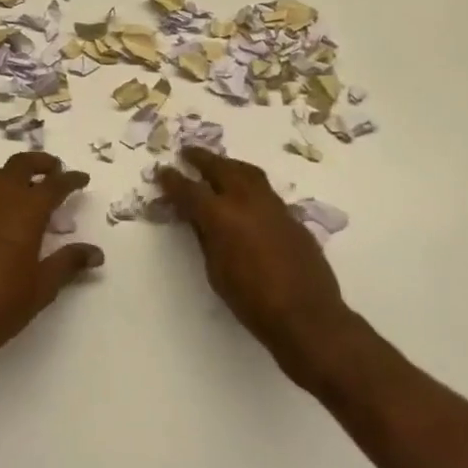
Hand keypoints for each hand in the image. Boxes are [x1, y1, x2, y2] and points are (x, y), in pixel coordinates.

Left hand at [0, 152, 102, 374]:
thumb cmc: (2, 304)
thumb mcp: (43, 286)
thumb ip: (69, 262)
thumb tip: (95, 252)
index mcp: (25, 213)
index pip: (53, 185)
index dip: (70, 179)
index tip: (82, 178)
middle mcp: (0, 203)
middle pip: (19, 165)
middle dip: (40, 162)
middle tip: (56, 170)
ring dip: (16, 173)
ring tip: (32, 187)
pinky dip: (1, 191)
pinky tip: (8, 214)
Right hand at [157, 149, 366, 390]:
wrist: (306, 315)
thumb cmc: (251, 301)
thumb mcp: (215, 271)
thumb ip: (205, 237)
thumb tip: (197, 218)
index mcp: (221, 216)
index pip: (189, 190)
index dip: (172, 180)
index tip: (162, 172)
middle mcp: (247, 201)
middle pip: (221, 168)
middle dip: (202, 159)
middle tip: (187, 152)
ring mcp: (273, 205)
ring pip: (247, 172)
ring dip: (228, 165)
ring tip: (217, 164)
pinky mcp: (291, 216)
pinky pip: (265, 190)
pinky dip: (249, 184)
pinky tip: (244, 195)